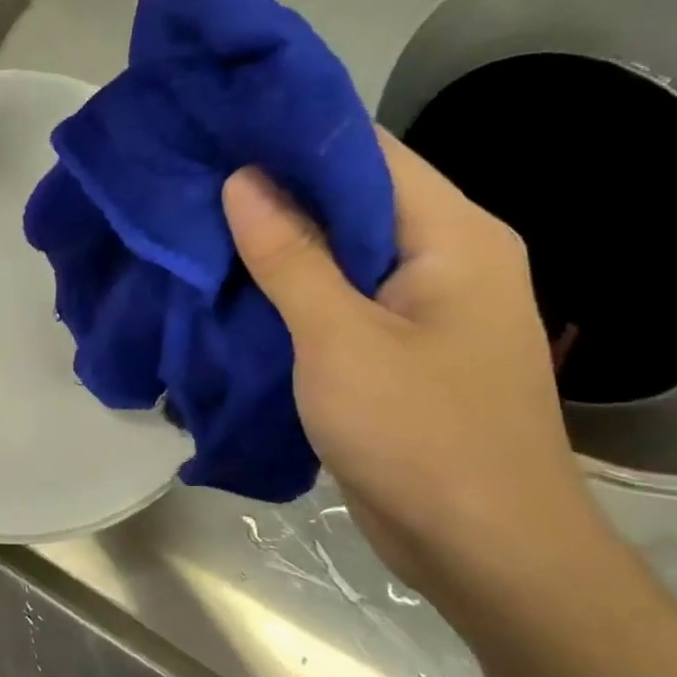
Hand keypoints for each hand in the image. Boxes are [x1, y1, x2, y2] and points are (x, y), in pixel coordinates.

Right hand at [222, 130, 618, 624]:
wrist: (483, 548)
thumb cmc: (419, 434)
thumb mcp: (340, 338)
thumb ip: (291, 256)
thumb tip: (242, 179)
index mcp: (454, 236)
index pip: (369, 154)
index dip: (295, 134)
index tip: (220, 127)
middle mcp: (446, 257)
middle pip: (354, 200)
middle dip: (275, 188)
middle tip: (194, 177)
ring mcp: (423, 306)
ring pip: (341, 251)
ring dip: (277, 241)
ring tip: (198, 222)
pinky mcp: (397, 347)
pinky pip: (338, 297)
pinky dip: (289, 288)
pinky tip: (232, 285)